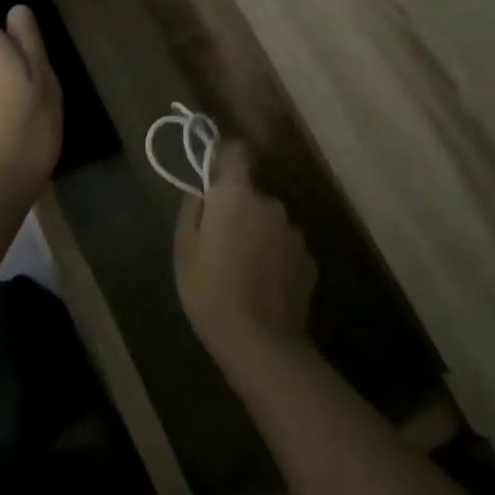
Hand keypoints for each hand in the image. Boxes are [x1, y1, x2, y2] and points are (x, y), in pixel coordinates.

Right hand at [174, 142, 316, 362]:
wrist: (260, 342)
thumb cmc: (209, 291)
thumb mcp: (184, 248)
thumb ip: (193, 209)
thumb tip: (204, 191)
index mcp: (236, 196)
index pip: (237, 152)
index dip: (225, 157)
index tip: (214, 174)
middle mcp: (271, 204)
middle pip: (252, 194)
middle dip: (239, 209)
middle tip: (221, 241)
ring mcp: (295, 233)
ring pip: (271, 222)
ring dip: (259, 234)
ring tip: (243, 269)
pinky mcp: (310, 261)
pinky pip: (286, 248)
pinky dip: (276, 258)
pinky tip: (263, 285)